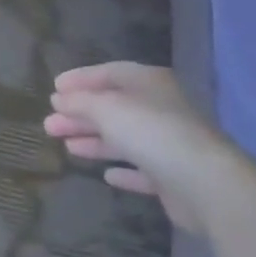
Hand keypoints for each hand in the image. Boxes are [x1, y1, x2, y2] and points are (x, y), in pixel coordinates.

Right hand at [45, 62, 232, 231]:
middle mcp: (160, 108)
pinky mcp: (172, 177)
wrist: (205, 183)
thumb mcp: (107, 108)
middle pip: (113, 107)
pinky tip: (106, 175)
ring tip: (65, 146)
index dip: (80, 79)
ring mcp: (168, 143)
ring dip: (94, 140)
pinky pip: (142, 169)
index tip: (53, 89)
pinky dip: (123, 170)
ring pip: (124, 138)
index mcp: (149, 82)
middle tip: (50, 124)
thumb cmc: (152, 132)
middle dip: (80, 114)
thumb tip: (59, 99)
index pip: (110, 73)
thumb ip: (80, 102)